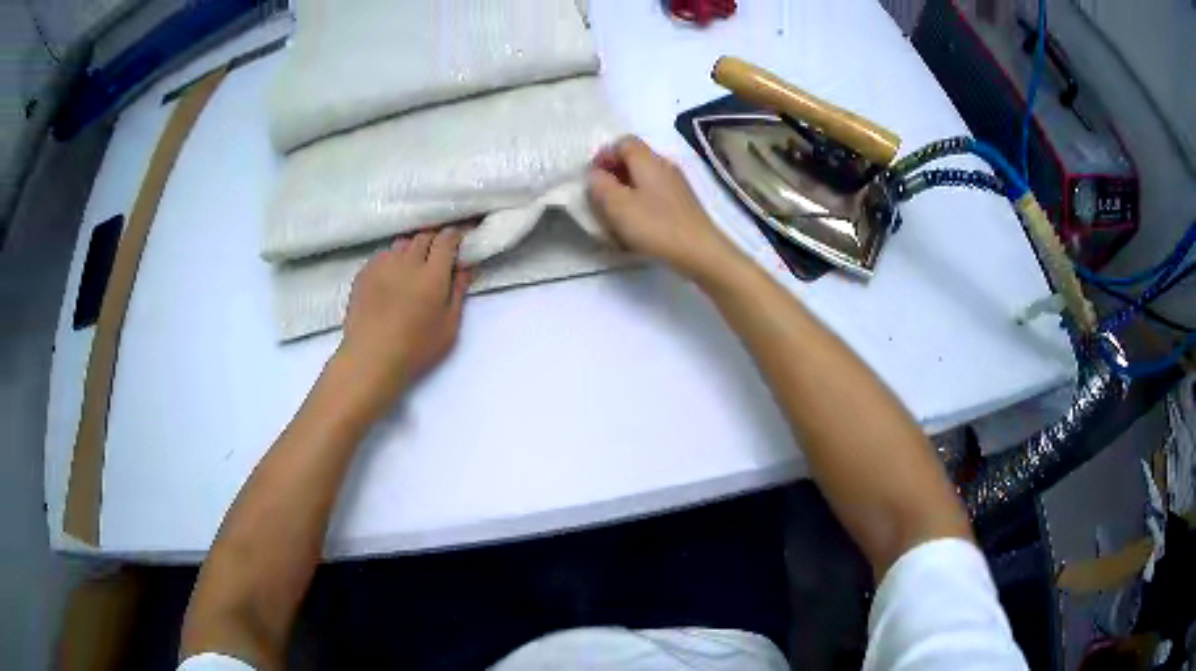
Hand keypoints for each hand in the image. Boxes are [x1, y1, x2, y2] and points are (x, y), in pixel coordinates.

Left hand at [335, 228, 470, 411]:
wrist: (370, 357)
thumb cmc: (415, 348)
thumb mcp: (449, 326)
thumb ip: (458, 292)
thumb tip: (465, 267)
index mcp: (433, 274)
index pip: (446, 240)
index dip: (455, 235)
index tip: (460, 239)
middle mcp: (408, 261)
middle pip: (424, 236)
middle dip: (434, 240)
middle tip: (439, 254)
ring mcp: (383, 264)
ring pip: (403, 243)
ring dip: (413, 248)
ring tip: (414, 264)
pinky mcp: (365, 272)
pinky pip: (384, 254)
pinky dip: (393, 258)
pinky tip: (392, 276)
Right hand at [587, 136, 739, 278]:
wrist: (700, 251)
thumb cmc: (656, 225)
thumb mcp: (617, 205)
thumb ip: (600, 185)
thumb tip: (595, 174)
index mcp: (648, 160)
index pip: (623, 141)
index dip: (604, 154)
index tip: (592, 176)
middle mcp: (665, 165)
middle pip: (635, 157)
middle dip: (614, 171)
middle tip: (600, 194)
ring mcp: (677, 183)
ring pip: (645, 175)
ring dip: (627, 187)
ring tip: (616, 209)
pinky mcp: (684, 202)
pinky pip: (656, 191)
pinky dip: (641, 198)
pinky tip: (637, 220)